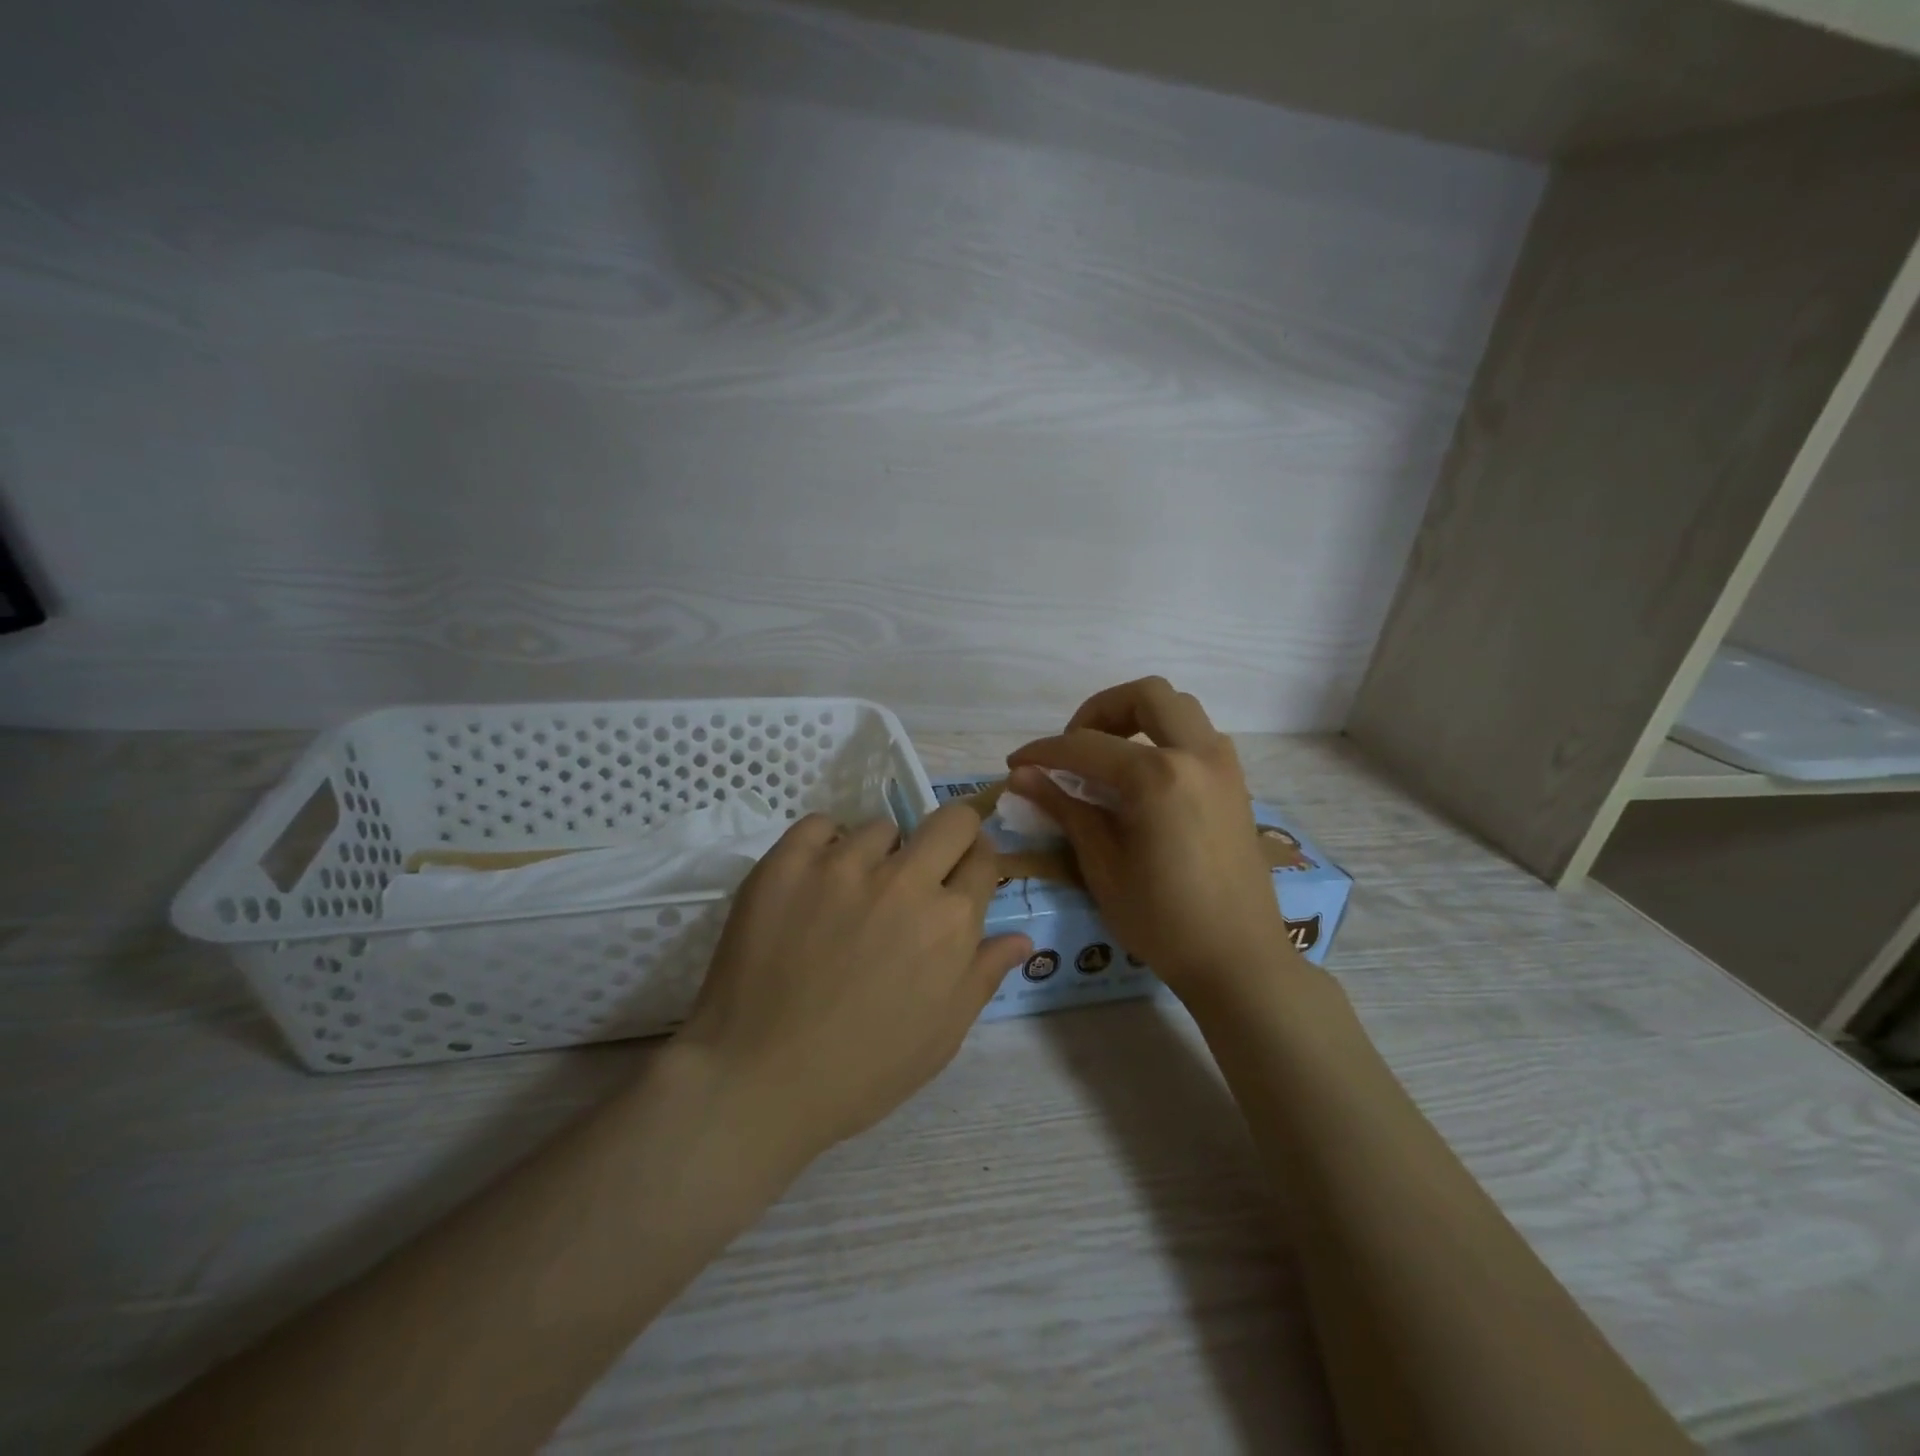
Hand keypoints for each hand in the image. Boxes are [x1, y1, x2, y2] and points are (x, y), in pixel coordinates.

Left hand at [678, 802, 1031, 1157]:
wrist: (757, 1079)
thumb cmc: (861, 1070)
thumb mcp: (941, 1035)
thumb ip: (983, 975)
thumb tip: (1021, 937)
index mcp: (951, 922)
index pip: (984, 860)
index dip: (977, 865)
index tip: (963, 876)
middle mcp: (905, 881)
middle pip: (950, 820)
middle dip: (951, 835)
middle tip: (924, 866)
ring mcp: (843, 864)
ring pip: (881, 827)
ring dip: (879, 854)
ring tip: (853, 893)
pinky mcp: (788, 861)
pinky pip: (821, 824)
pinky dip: (825, 845)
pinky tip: (815, 881)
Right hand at [1007, 677, 1300, 1004]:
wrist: (1238, 960)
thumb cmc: (1163, 921)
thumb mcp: (1102, 866)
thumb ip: (1064, 808)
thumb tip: (1021, 775)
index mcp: (1159, 777)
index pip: (1086, 747)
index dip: (1044, 752)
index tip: (1016, 764)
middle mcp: (1197, 755)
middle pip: (1145, 695)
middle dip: (1099, 711)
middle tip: (1073, 748)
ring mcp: (1224, 766)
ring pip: (1179, 708)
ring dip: (1137, 718)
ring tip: (1106, 758)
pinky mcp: (1235, 783)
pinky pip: (1197, 735)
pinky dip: (1164, 737)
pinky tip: (1142, 778)